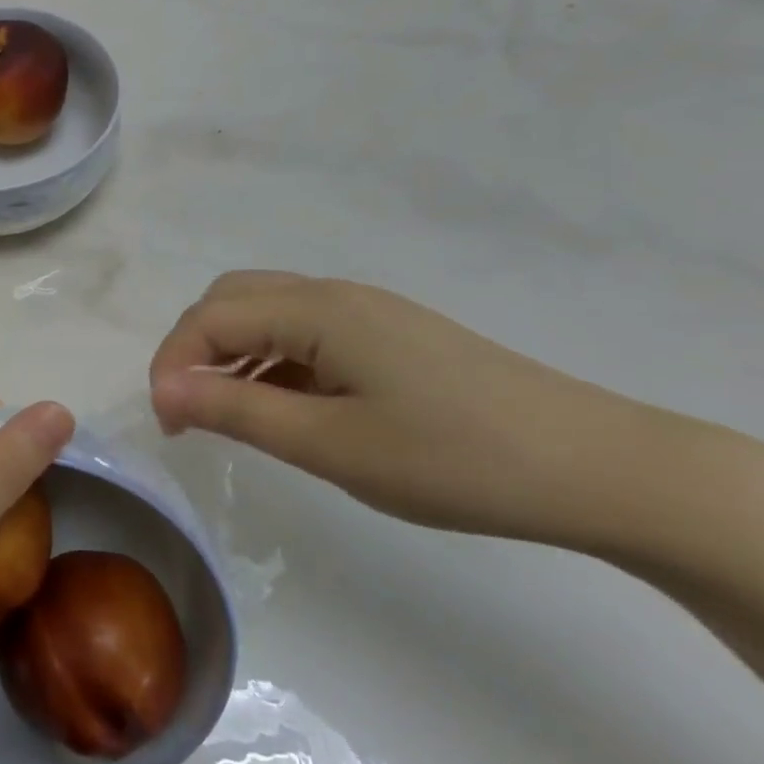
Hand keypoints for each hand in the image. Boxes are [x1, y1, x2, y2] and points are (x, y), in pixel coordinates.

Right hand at [148, 273, 660, 545]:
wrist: (600, 468)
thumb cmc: (454, 459)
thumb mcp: (330, 444)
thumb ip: (236, 411)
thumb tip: (163, 391)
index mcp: (317, 309)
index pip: (210, 317)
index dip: (173, 364)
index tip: (167, 426)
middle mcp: (336, 295)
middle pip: (233, 299)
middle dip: (195, 348)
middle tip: (191, 411)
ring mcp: (368, 314)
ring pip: (268, 314)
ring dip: (232, 354)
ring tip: (229, 415)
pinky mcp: (391, 338)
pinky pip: (305, 333)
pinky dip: (272, 362)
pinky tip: (286, 408)